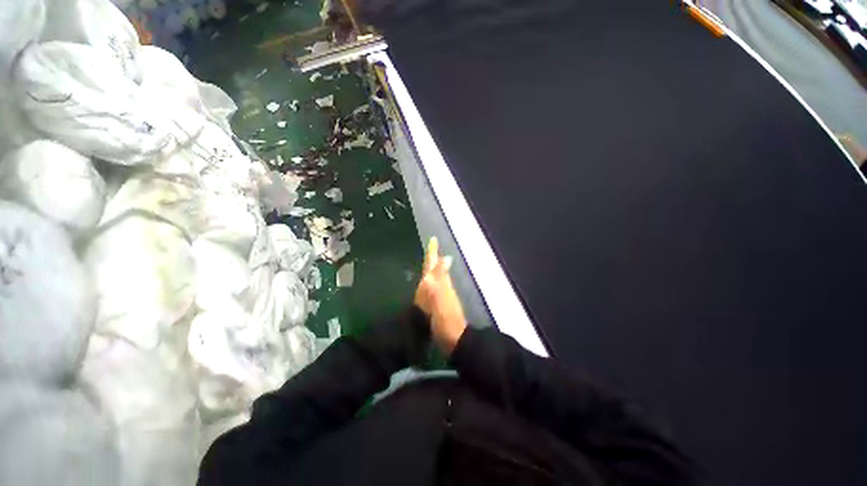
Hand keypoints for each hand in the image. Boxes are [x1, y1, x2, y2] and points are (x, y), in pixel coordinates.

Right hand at [414, 237, 467, 355]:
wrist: (453, 339)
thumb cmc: (444, 319)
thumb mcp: (441, 297)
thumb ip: (440, 278)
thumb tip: (445, 257)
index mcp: (440, 283)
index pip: (435, 264)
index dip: (433, 252)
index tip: (433, 239)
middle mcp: (441, 286)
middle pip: (436, 268)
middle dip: (433, 257)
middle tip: (430, 247)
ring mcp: (441, 296)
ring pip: (436, 277)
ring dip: (433, 267)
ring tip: (430, 260)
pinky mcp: (438, 305)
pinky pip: (434, 287)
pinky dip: (431, 280)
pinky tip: (429, 282)